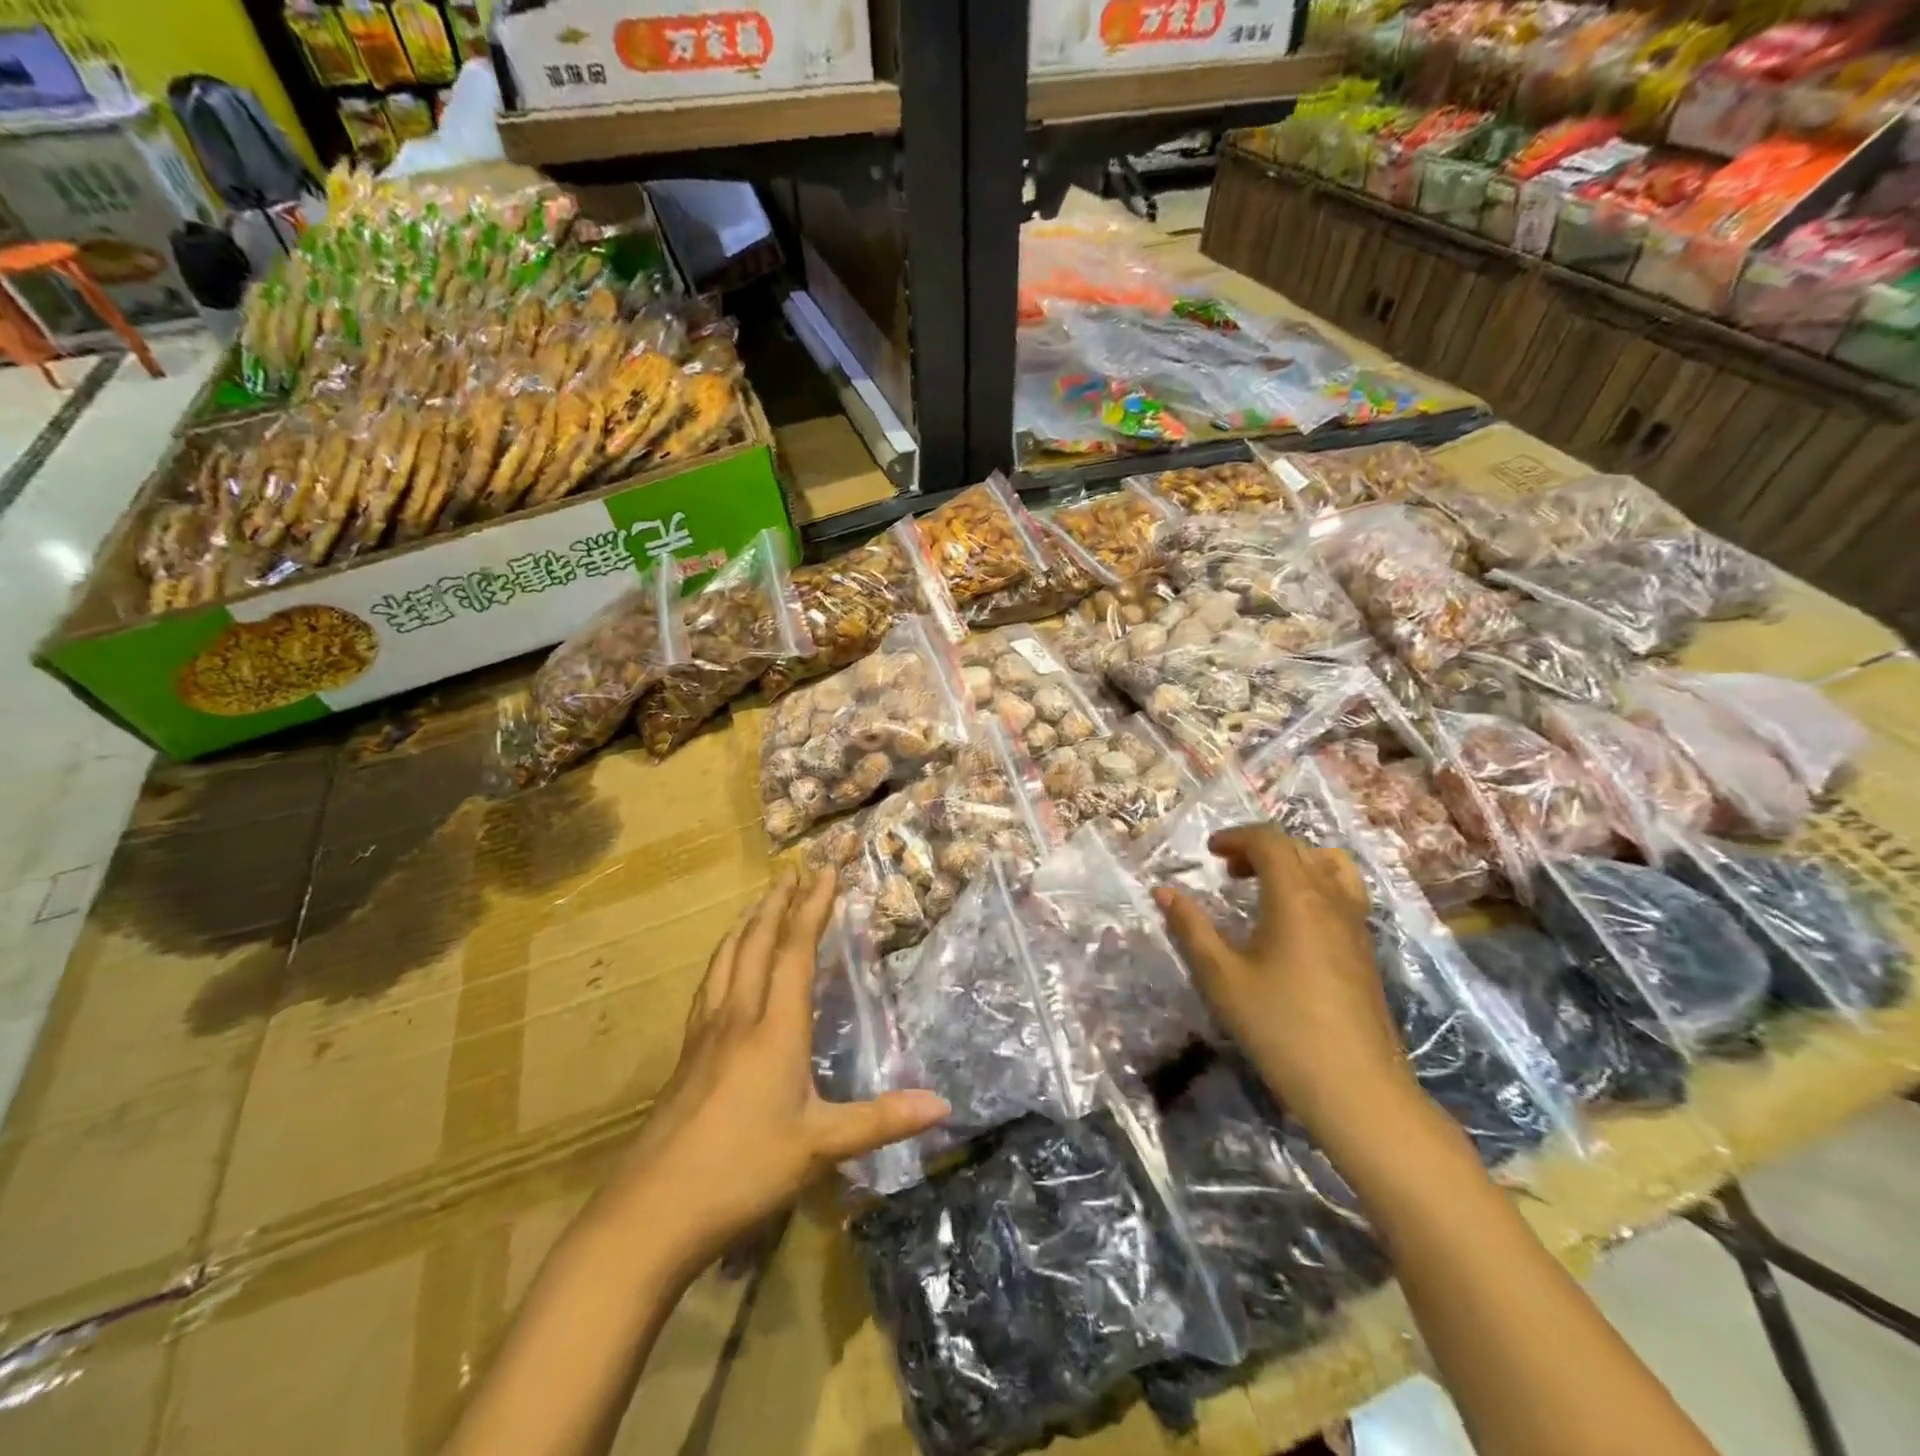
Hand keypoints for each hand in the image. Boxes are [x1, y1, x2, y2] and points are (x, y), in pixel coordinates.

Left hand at [603, 869, 948, 1276]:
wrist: (651, 1212)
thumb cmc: (743, 1171)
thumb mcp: (820, 1147)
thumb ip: (881, 1120)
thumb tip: (943, 1105)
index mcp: (774, 1029)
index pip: (795, 953)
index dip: (812, 908)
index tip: (825, 871)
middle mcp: (738, 1018)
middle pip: (755, 944)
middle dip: (777, 903)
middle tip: (793, 870)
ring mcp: (705, 1035)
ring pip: (725, 961)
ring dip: (746, 924)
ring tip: (759, 902)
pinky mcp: (686, 1056)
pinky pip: (708, 987)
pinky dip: (722, 959)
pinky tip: (722, 968)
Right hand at [1153, 826, 1419, 1148]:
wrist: (1356, 1088)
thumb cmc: (1280, 1027)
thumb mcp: (1221, 977)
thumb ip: (1190, 928)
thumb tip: (1163, 891)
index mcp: (1296, 897)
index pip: (1270, 841)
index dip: (1236, 837)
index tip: (1209, 853)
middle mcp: (1331, 899)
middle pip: (1299, 848)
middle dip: (1259, 849)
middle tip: (1228, 872)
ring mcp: (1355, 925)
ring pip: (1329, 866)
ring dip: (1293, 863)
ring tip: (1265, 888)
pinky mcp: (1365, 950)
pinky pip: (1343, 893)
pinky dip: (1314, 886)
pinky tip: (1292, 924)